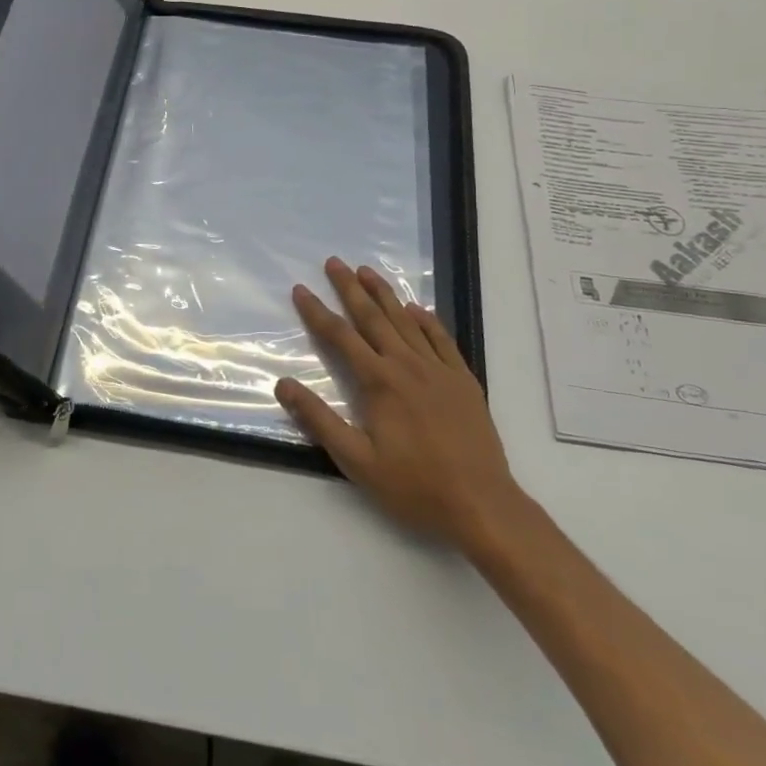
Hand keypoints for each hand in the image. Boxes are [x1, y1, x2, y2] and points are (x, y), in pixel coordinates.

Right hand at [277, 257, 523, 550]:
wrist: (481, 504)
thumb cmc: (414, 486)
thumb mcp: (357, 461)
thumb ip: (319, 420)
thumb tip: (283, 384)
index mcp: (379, 382)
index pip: (340, 336)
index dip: (317, 311)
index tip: (301, 289)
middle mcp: (407, 365)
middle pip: (373, 317)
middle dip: (350, 288)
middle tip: (334, 262)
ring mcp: (439, 370)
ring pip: (406, 321)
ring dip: (385, 294)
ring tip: (367, 271)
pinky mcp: (463, 380)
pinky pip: (441, 339)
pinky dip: (426, 320)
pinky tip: (416, 309)